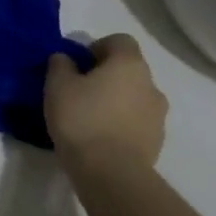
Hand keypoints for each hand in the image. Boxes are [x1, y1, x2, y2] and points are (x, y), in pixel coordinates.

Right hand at [45, 34, 167, 175]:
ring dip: (116, 101)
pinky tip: (101, 139)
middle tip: (80, 92)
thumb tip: (66, 59)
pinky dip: (122, 124)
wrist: (111, 174)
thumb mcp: (57, 85)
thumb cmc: (82, 120)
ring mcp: (158, 116)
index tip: (78, 65)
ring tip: (90, 118)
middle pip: (128, 70)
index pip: (119, 40)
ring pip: (134, 97)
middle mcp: (151, 85)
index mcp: (129, 64)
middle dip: (106, 76)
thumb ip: (60, 64)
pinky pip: (137, 123)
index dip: (97, 47)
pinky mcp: (157, 142)